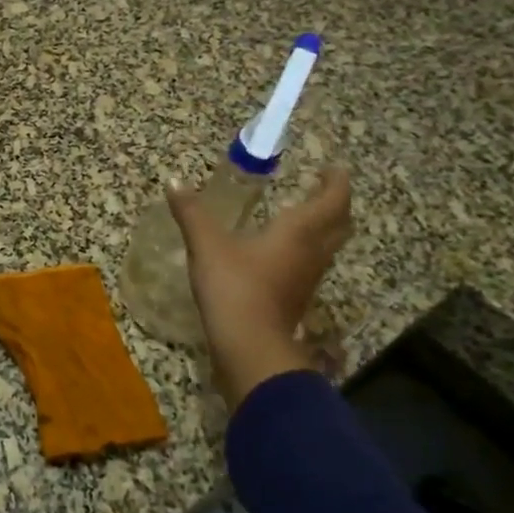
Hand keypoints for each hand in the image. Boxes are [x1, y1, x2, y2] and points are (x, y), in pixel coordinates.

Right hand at [167, 167, 352, 407]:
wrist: (249, 345)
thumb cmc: (234, 287)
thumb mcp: (207, 246)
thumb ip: (192, 213)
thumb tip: (173, 182)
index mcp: (299, 232)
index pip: (332, 199)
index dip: (336, 181)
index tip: (332, 168)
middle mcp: (313, 252)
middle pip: (340, 224)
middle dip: (335, 204)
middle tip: (321, 190)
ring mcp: (308, 278)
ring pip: (329, 246)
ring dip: (324, 228)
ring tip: (303, 216)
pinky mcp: (297, 298)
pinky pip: (313, 264)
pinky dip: (307, 249)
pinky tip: (282, 252)